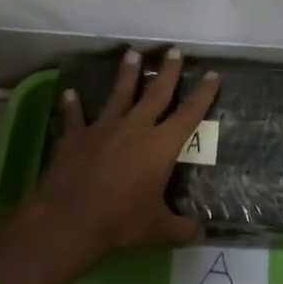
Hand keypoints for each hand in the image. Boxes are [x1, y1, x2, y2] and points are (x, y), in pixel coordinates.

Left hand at [27, 47, 220, 270]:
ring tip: (131, 53)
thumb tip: (201, 233)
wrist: (71, 220)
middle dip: (168, 71)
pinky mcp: (75, 136)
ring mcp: (103, 128)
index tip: (212, 75)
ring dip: (126, 74)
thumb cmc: (121, 221)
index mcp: (161, 145)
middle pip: (156, 93)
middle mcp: (135, 128)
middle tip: (174, 50)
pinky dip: (72, 105)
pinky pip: (74, 116)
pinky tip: (70, 92)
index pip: (189, 114)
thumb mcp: (158, 229)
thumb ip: (181, 228)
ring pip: (118, 94)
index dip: (203, 94)